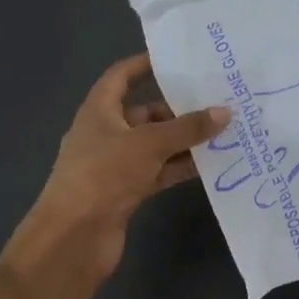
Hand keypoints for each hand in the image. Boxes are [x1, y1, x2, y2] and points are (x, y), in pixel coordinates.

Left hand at [3, 54, 227, 287]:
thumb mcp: (149, 144)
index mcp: (99, 111)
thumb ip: (188, 128)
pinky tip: (211, 163)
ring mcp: (116, 165)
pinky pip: (159, 170)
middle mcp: (106, 133)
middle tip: (216, 99)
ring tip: (223, 129)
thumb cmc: (104, 175)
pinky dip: (180, 166)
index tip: (177, 59)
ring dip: (184, 139)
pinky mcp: (127, 191)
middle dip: (178, 108)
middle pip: (145, 112)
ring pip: (156, 144)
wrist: (73, 239)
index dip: (144, 65)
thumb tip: (225, 111)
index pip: (121, 76)